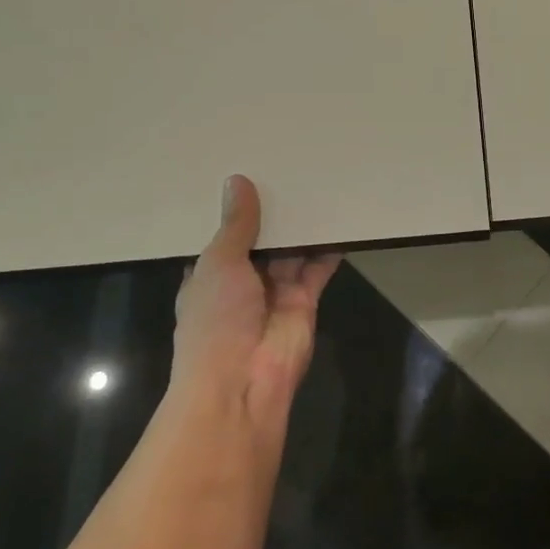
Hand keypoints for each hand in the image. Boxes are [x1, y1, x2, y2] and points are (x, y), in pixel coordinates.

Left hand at [172, 174, 340, 428]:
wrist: (243, 381)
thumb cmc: (215, 321)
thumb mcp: (218, 264)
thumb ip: (235, 225)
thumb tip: (236, 181)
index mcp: (210, 276)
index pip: (223, 236)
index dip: (235, 209)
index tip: (249, 172)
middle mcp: (243, 282)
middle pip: (262, 241)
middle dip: (274, 213)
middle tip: (290, 167)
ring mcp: (275, 292)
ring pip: (291, 251)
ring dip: (302, 225)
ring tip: (317, 183)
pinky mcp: (305, 300)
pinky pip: (318, 267)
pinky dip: (328, 246)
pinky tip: (339, 216)